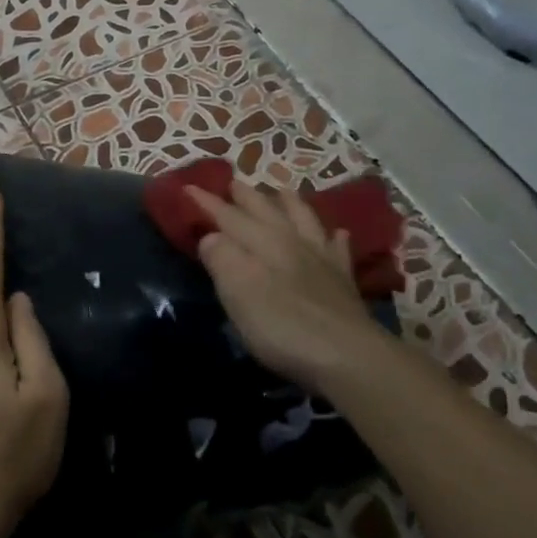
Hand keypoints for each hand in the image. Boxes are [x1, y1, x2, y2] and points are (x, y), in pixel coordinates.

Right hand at [188, 179, 390, 388]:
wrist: (348, 356)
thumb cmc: (283, 326)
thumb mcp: (239, 293)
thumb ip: (222, 258)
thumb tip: (211, 236)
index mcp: (263, 243)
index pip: (228, 217)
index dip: (207, 202)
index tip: (188, 187)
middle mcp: (292, 242)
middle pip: (266, 211)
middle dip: (246, 196)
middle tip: (233, 181)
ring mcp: (322, 259)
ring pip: (304, 220)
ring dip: (290, 203)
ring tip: (281, 190)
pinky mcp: (343, 281)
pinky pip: (338, 249)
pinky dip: (334, 237)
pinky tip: (336, 233)